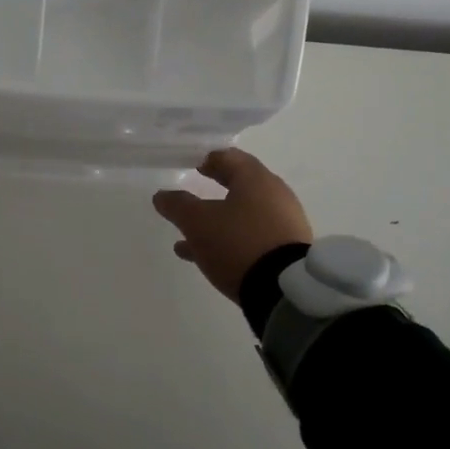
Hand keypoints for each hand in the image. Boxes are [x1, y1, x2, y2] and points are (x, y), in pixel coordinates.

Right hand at [153, 148, 311, 301]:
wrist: (284, 291)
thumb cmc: (238, 243)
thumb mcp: (197, 222)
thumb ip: (177, 205)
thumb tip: (162, 195)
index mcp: (255, 179)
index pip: (229, 157)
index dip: (208, 159)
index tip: (193, 166)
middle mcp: (275, 195)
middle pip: (240, 185)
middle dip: (214, 189)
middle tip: (193, 194)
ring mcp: (284, 224)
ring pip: (244, 215)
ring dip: (217, 220)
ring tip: (188, 236)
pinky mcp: (287, 251)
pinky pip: (253, 237)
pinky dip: (230, 240)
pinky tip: (206, 257)